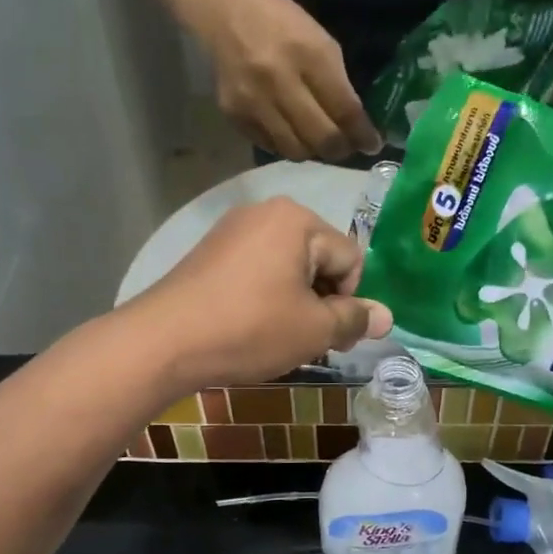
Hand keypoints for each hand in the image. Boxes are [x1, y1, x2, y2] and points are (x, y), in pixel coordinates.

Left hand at [123, 198, 393, 390]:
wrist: (164, 341)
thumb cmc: (250, 329)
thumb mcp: (314, 329)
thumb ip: (355, 319)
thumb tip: (388, 317)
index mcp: (297, 219)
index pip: (350, 258)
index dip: (348, 301)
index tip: (329, 335)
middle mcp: (265, 212)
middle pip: (319, 258)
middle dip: (321, 300)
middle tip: (305, 340)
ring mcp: (232, 230)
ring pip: (288, 268)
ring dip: (294, 302)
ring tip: (276, 336)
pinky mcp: (209, 252)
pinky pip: (257, 271)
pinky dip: (264, 297)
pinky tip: (249, 326)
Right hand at [184, 0, 382, 161]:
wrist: (226, 14)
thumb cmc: (282, 24)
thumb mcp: (320, 42)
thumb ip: (338, 84)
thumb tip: (356, 126)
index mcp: (309, 55)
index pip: (344, 109)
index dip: (362, 134)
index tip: (372, 145)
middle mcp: (280, 81)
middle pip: (321, 137)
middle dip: (340, 149)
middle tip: (346, 148)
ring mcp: (254, 102)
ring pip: (295, 150)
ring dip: (313, 151)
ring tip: (318, 142)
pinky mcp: (235, 115)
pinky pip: (270, 146)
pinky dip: (286, 144)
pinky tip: (292, 133)